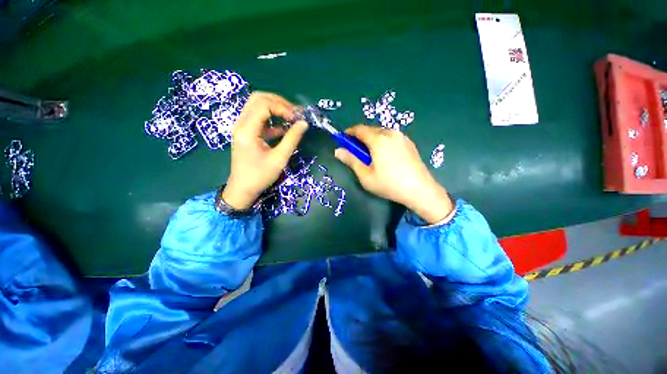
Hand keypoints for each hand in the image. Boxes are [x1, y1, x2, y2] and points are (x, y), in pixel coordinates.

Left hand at [221, 92, 307, 209]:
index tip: (296, 119)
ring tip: (291, 117)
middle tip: (294, 113)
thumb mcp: (279, 158)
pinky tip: (284, 128)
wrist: (243, 189)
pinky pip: (259, 119)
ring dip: (275, 109)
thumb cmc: (260, 176)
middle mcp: (241, 124)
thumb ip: (292, 139)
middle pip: (258, 99)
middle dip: (278, 102)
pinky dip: (273, 119)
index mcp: (247, 129)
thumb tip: (304, 123)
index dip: (282, 107)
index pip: (263, 104)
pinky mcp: (247, 133)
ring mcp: (243, 127)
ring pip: (257, 106)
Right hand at [335, 125, 453, 223]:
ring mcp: (402, 137)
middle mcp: (391, 133)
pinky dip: (383, 141)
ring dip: (371, 139)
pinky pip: (391, 137)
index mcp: (378, 140)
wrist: (420, 190)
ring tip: (370, 154)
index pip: (359, 129)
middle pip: (370, 129)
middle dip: (360, 137)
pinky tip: (384, 155)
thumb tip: (338, 151)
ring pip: (381, 132)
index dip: (349, 132)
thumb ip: (351, 160)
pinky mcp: (409, 143)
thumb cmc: (389, 184)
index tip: (343, 139)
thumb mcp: (365, 175)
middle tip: (356, 150)